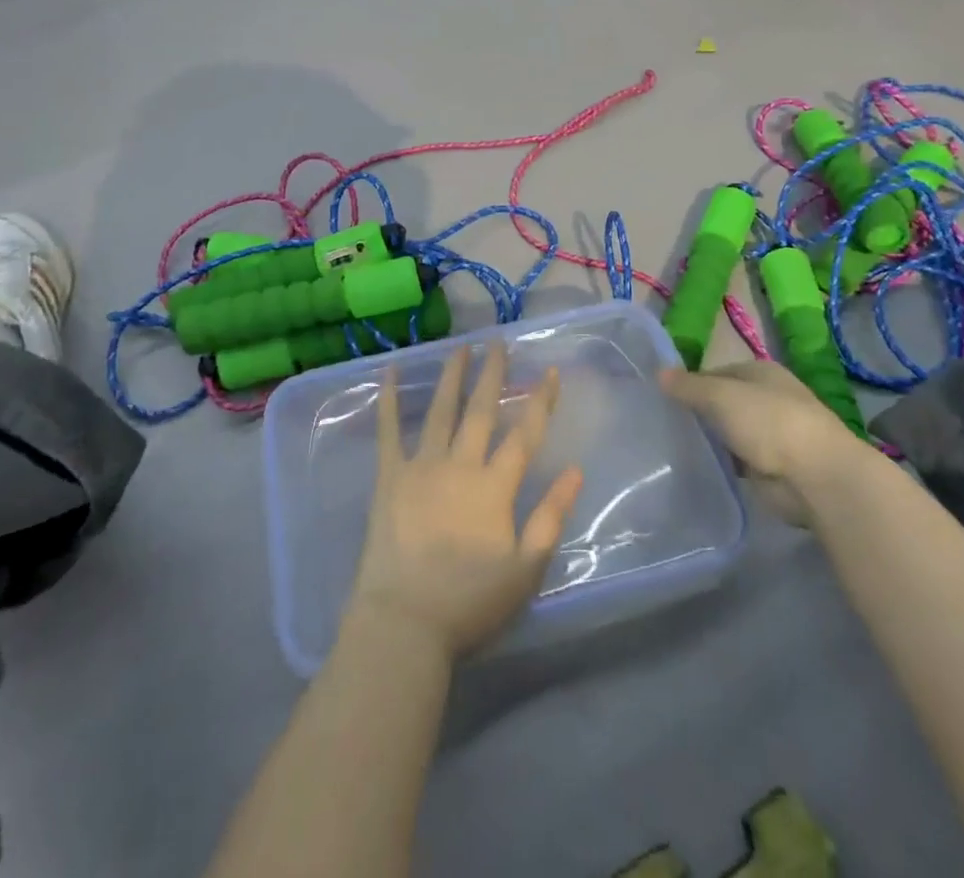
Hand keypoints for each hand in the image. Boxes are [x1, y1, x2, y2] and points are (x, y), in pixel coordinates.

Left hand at [348, 344, 584, 662]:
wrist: (405, 622)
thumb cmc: (470, 601)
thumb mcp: (525, 569)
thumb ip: (550, 516)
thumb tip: (575, 471)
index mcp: (495, 487)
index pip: (525, 434)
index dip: (540, 402)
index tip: (549, 371)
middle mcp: (460, 465)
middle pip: (482, 410)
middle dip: (493, 373)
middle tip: (498, 342)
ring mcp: (422, 466)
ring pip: (441, 410)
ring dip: (452, 375)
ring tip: (460, 347)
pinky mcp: (389, 476)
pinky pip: (389, 429)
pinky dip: (390, 398)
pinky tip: (390, 371)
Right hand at [662, 360, 863, 524]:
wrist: (817, 477)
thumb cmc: (769, 422)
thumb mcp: (720, 396)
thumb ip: (688, 386)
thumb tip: (658, 372)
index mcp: (761, 372)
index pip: (716, 372)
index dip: (690, 382)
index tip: (663, 397)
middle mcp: (768, 399)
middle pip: (723, 402)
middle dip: (698, 411)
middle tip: (662, 422)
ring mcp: (772, 435)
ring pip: (729, 432)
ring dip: (710, 439)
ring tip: (672, 445)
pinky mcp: (771, 467)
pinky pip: (737, 460)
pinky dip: (722, 463)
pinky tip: (697, 466)